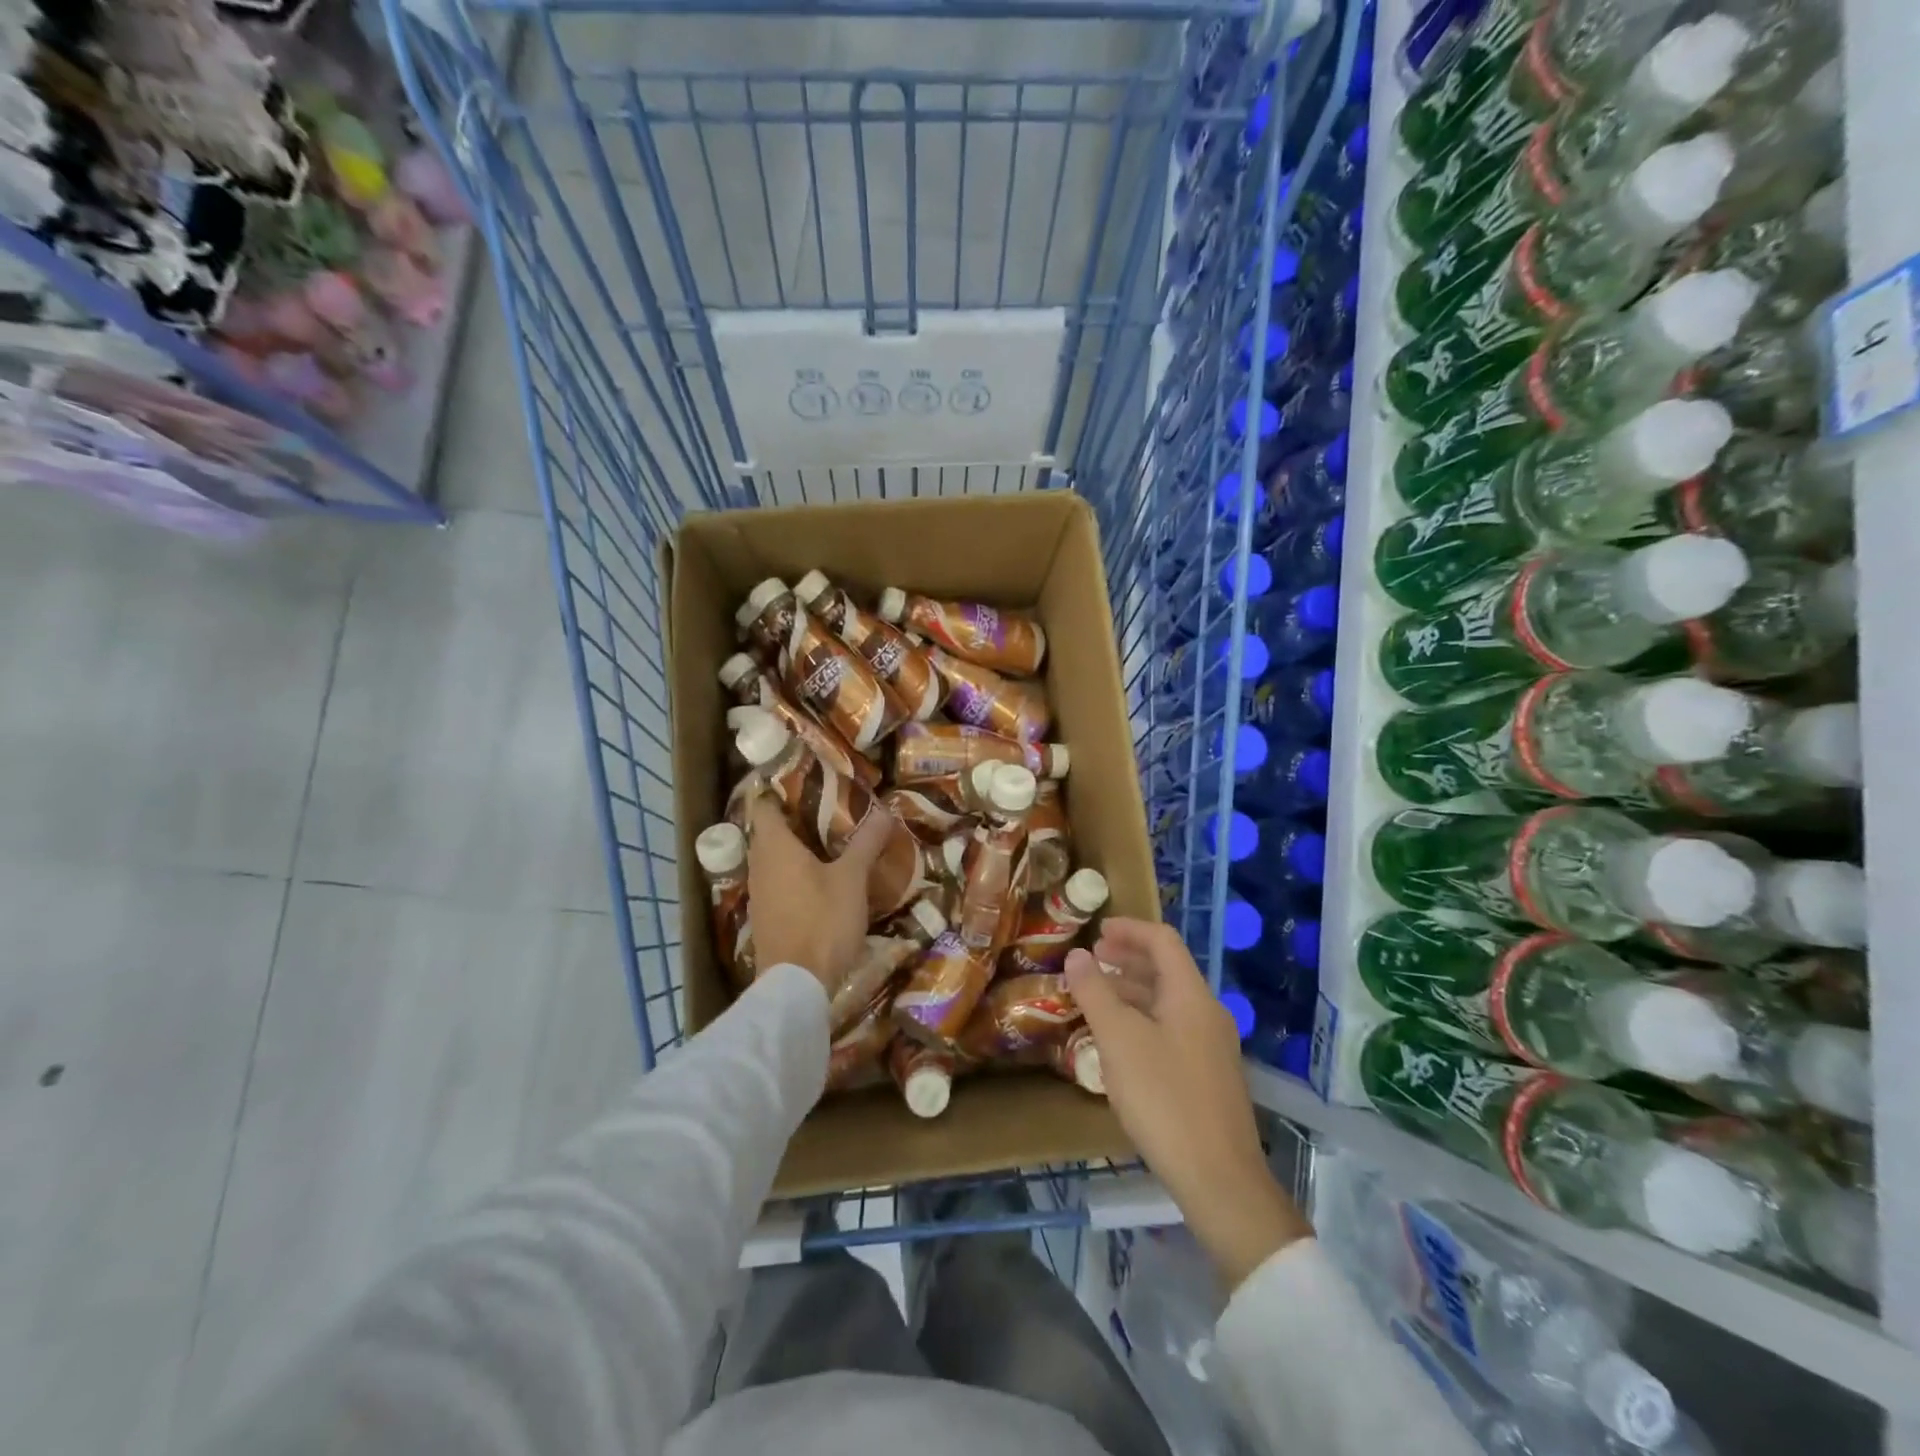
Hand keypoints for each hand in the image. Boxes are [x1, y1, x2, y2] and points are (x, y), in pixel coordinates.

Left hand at [747, 797, 889, 997]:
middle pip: (769, 832)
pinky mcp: (765, 917)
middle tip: (828, 813)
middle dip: (795, 820)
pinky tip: (819, 884)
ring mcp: (758, 894)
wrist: (796, 983)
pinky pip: (776, 883)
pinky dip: (793, 876)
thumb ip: (866, 842)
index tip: (808, 784)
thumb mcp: (852, 878)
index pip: (764, 805)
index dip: (781, 791)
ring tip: (828, 845)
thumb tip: (884, 810)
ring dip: (795, 851)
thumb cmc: (823, 920)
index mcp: (775, 846)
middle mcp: (758, 865)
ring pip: (772, 859)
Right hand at [1066, 919, 1311, 1290]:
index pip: (1162, 941)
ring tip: (1097, 997)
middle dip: (1128, 959)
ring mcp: (1212, 1047)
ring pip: (1168, 1002)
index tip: (1096, 931)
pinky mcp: (1209, 1077)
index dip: (1129, 929)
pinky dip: (1143, 1020)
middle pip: (1167, 970)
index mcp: (1191, 995)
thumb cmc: (1165, 1099)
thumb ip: (1095, 992)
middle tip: (1092, 961)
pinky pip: (1172, 1029)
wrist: (1220, 1180)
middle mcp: (1207, 1013)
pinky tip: (1120, 1043)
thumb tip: (1077, 955)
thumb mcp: (1119, 1040)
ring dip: (1133, 991)